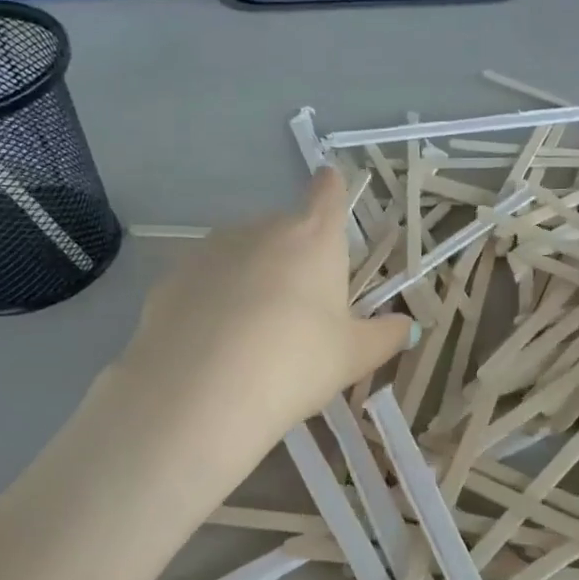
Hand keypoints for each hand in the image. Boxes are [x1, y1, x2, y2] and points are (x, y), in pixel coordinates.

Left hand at [115, 168, 414, 460]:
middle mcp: (261, 230)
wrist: (201, 392)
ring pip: (240, 254)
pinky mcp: (171, 278)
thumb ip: (385, 336)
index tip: (330, 186)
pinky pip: (204, 281)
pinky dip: (213, 299)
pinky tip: (214, 342)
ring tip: (251, 332)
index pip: (327, 193)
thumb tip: (406, 326)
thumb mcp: (352, 357)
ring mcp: (210, 250)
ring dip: (251, 277)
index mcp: (313, 239)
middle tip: (298, 309)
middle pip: (283, 229)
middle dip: (293, 256)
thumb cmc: (295, 363)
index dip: (331, 189)